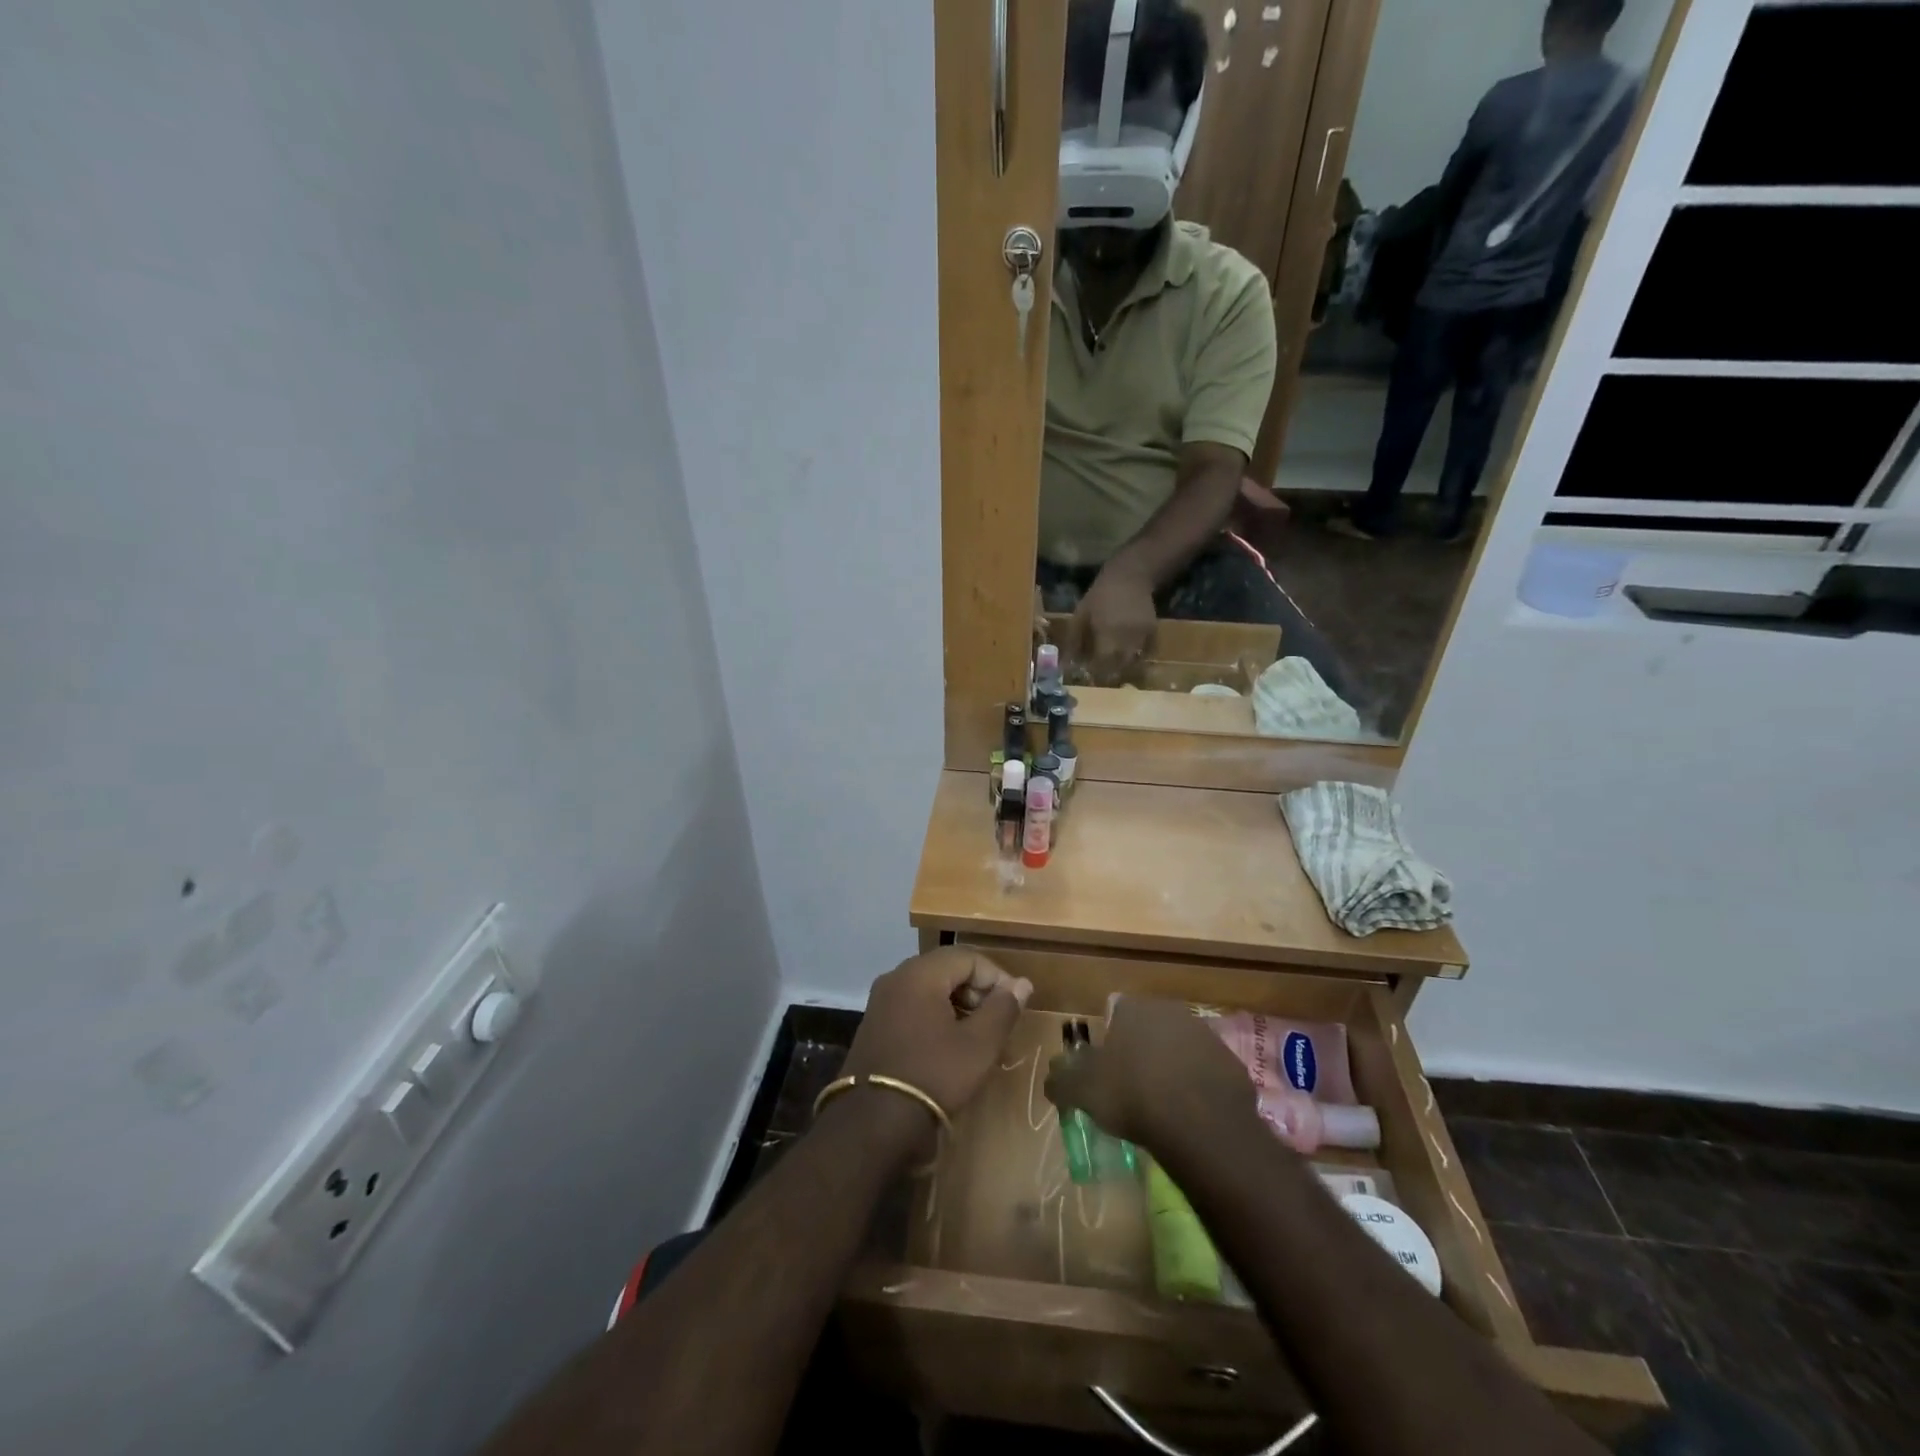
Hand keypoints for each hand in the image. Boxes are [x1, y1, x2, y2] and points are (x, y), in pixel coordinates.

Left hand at [841, 949, 1032, 1122]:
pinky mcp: (874, 1025)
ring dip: (957, 1003)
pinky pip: (911, 1006)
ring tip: (976, 1034)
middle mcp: (896, 977)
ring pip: (928, 987)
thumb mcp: (979, 1045)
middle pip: (946, 968)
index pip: (968, 957)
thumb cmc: (934, 1075)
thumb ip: (1003, 1008)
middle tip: (996, 1020)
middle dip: (977, 989)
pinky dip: (935, 1015)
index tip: (1013, 1006)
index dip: (997, 977)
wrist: (874, 1123)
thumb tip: (1022, 983)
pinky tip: (947, 1045)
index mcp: (920, 973)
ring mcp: (880, 1001)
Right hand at [1044, 998, 1256, 1150]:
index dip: (1108, 1037)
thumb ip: (1061, 1080)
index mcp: (1134, 1008)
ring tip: (1161, 1103)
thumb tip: (1051, 1077)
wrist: (1201, 1125)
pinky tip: (1189, 1114)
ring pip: (1179, 1047)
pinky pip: (1205, 1072)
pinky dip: (1196, 1087)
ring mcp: (1205, 1035)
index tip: (1105, 1067)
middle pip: (1149, 1027)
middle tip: (1130, 1085)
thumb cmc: (1133, 1095)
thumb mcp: (1082, 1091)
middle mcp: (1170, 1011)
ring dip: (1170, 1066)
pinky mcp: (1231, 1064)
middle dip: (1140, 1049)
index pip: (1115, 1010)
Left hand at [1069, 562, 1155, 685]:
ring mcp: (1142, 635)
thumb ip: (1074, 640)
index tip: (1087, 675)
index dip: (1095, 673)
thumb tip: (1066, 664)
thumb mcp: (1081, 614)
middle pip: (1119, 667)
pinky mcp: (1153, 632)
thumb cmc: (1100, 595)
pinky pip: (1146, 653)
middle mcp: (1127, 636)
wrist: (1130, 576)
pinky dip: (1137, 659)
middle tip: (1100, 675)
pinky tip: (1127, 657)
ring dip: (1123, 669)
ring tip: (1112, 668)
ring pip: (1134, 662)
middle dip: (1109, 674)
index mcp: (1107, 632)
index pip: (1102, 663)